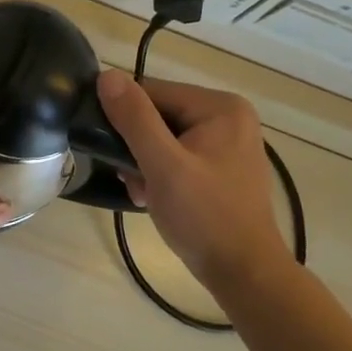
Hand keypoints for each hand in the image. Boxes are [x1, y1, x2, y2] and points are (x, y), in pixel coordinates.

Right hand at [97, 70, 290, 294]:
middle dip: (137, 146)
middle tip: (129, 178)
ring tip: (141, 192)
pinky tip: (153, 197)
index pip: (153, 93)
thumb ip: (134, 118)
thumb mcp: (163, 165)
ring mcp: (228, 141)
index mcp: (220, 107)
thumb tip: (107, 75)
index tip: (111, 152)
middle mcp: (228, 116)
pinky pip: (179, 154)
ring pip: (165, 137)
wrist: (245, 275)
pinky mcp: (222, 165)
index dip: (126, 119)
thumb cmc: (205, 217)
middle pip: (159, 115)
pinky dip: (162, 172)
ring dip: (145, 162)